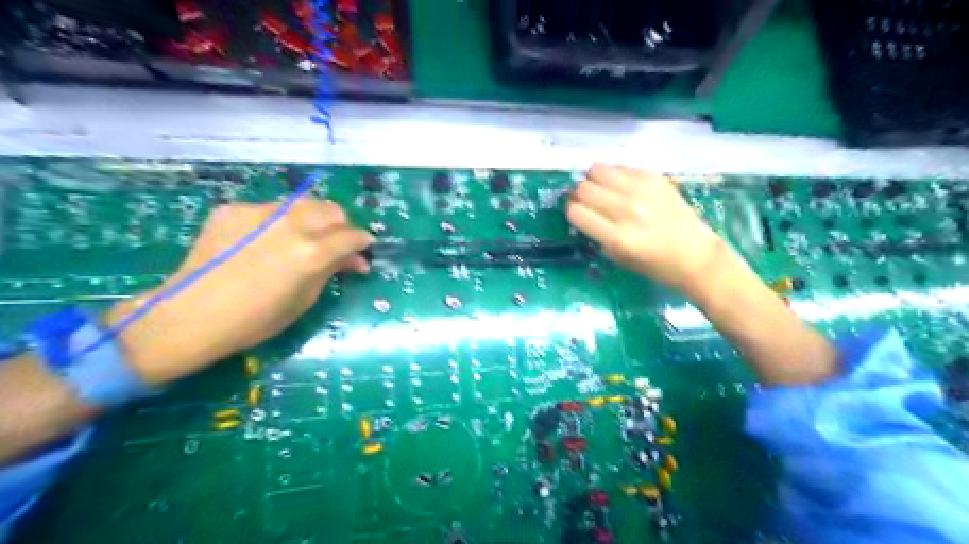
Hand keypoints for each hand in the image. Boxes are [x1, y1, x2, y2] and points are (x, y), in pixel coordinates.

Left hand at [106, 197, 370, 384]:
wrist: (191, 315)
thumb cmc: (256, 320)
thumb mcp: (305, 300)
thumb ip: (332, 271)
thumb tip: (355, 260)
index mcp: (312, 251)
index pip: (352, 235)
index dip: (363, 241)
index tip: (363, 248)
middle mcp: (291, 223)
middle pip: (332, 210)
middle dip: (341, 225)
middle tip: (336, 243)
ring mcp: (260, 211)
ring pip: (303, 202)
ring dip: (313, 217)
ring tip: (304, 236)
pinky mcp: (234, 209)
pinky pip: (269, 208)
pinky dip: (278, 221)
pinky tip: (265, 241)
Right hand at [570, 164, 727, 294]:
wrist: (696, 255)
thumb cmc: (655, 265)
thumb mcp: (618, 258)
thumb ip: (596, 234)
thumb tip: (580, 210)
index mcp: (617, 238)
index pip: (576, 212)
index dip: (572, 211)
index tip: (577, 213)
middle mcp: (627, 211)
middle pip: (584, 189)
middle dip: (580, 195)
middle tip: (588, 201)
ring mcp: (642, 191)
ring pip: (598, 170)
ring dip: (594, 180)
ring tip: (603, 189)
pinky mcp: (655, 177)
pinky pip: (621, 166)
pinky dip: (615, 174)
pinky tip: (622, 185)